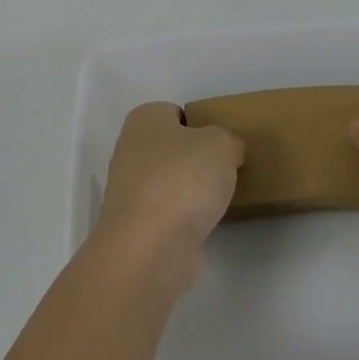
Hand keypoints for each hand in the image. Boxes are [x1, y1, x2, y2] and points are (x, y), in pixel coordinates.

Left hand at [94, 102, 244, 294]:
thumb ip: (229, 142)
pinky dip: (184, 218)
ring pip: (168, 182)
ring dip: (190, 191)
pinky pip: (167, 213)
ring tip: (219, 199)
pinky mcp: (135, 226)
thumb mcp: (222, 145)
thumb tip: (228, 153)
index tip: (222, 143)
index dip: (200, 124)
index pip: (174, 112)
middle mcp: (129, 150)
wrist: (150, 247)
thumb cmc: (183, 179)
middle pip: (171, 149)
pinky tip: (203, 224)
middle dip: (196, 159)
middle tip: (225, 170)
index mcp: (144, 120)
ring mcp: (129, 191)